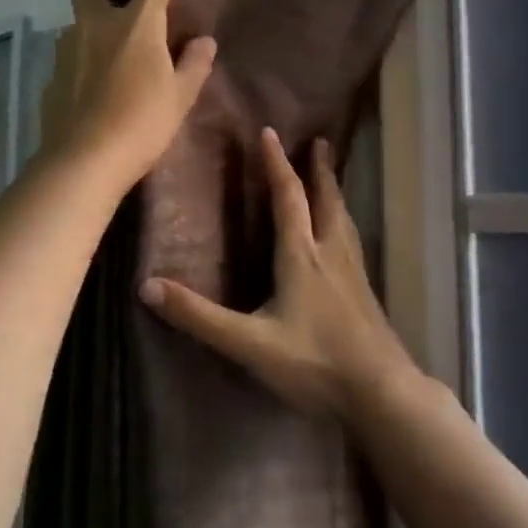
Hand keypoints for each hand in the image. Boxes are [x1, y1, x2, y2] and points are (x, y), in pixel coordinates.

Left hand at [39, 0, 216, 190]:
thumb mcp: (178, 98)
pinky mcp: (51, 78)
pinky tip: (92, 97)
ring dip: (89, 29)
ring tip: (107, 64)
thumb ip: (192, 66)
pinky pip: (72, 63)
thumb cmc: (141, 125)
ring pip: (78, 26)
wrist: (84, 163)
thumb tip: (204, 43)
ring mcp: (67, 50)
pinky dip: (83, 69)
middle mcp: (95, 25)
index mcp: (136, 23)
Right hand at [138, 128, 415, 419]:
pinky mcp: (366, 295)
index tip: (270, 133)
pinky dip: (344, 224)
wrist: (381, 394)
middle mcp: (331, 255)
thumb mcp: (248, 343)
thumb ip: (199, 316)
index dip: (277, 164)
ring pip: (344, 221)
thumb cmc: (314, 363)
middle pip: (326, 201)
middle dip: (319, 170)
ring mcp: (354, 275)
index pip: (288, 198)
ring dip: (335, 194)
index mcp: (302, 257)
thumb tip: (146, 287)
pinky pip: (353, 243)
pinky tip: (345, 241)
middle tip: (320, 142)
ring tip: (332, 181)